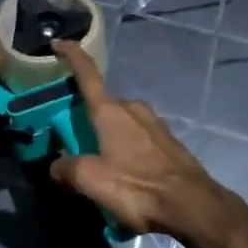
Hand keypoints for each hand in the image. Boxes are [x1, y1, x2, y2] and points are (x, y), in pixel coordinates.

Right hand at [49, 41, 238, 238]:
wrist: (192, 205)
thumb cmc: (137, 186)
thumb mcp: (91, 180)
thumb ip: (67, 169)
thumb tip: (56, 166)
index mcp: (110, 111)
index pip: (87, 74)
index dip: (72, 56)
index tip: (59, 43)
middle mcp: (133, 109)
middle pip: (104, 104)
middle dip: (88, 116)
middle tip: (75, 138)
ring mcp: (155, 124)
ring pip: (123, 122)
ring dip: (110, 135)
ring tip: (101, 162)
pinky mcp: (170, 142)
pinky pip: (139, 138)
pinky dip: (128, 149)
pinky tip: (127, 173)